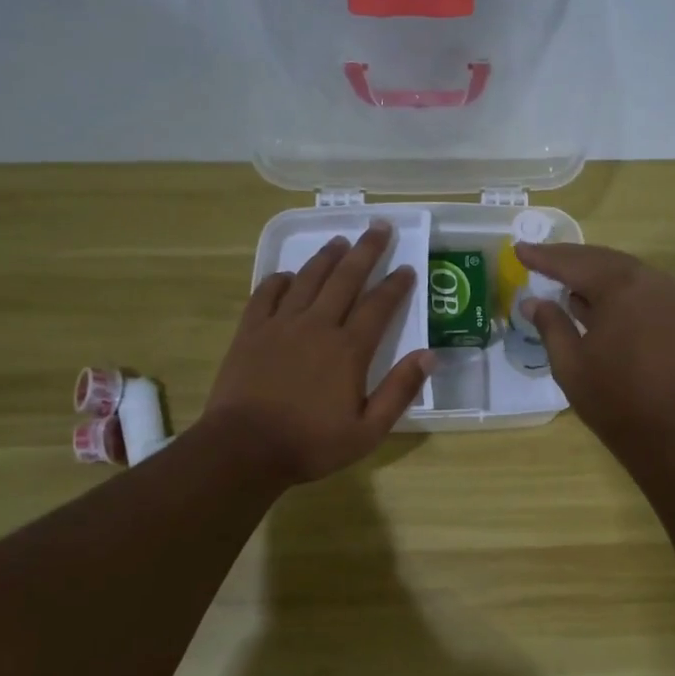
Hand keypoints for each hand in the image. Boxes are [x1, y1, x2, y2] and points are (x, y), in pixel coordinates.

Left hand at [203, 221, 431, 484]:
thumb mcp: (368, 430)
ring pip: (308, 279)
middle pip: (345, 279)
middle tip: (379, 227)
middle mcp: (317, 326)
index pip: (379, 306)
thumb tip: (429, 355)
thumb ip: (400, 390)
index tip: (407, 268)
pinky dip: (280, 280)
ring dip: (326, 257)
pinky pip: (266, 294)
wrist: (245, 448)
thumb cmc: (311, 444)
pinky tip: (287, 274)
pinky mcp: (251, 332)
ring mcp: (280, 325)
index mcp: (349, 350)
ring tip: (340, 240)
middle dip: (366, 251)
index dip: (396, 285)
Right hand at [514, 242, 674, 454]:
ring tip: (555, 274)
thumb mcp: (569, 362)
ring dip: (587, 271)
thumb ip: (550, 324)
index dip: (543, 258)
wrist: (667, 429)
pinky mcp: (671, 312)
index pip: (573, 264)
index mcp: (620, 287)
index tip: (518, 249)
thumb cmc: (612, 397)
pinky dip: (608, 286)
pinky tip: (585, 297)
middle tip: (534, 257)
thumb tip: (532, 302)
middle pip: (598, 259)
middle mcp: (646, 279)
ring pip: (618, 270)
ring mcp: (664, 294)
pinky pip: (633, 286)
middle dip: (565, 260)